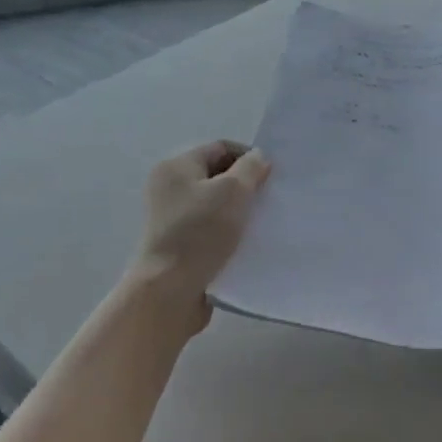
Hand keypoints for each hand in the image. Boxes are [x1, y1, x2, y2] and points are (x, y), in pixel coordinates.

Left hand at [126, 140, 271, 333]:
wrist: (169, 293)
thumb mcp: (233, 191)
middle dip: (246, 184)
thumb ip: (251, 168)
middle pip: (218, 175)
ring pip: (217, 205)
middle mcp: (170, 188)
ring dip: (240, 211)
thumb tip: (258, 159)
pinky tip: (248, 242)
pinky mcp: (180, 245)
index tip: (272, 176)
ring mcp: (173, 219)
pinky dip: (230, 232)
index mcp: (176, 167)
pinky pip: (212, 229)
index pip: (220, 148)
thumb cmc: (199, 233)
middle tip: (270, 198)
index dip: (249, 157)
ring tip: (263, 222)